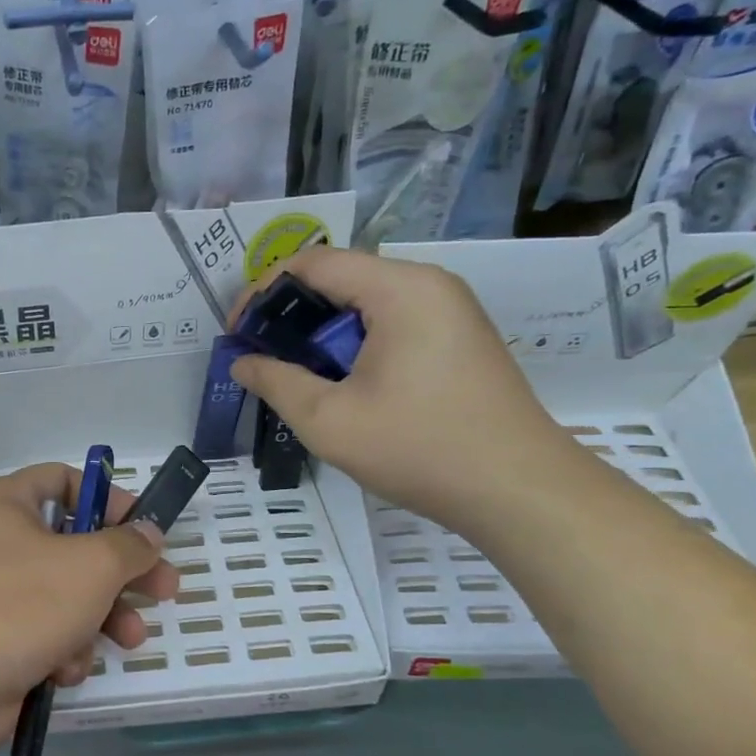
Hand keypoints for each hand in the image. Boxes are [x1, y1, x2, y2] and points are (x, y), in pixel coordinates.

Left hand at [0, 464, 180, 755]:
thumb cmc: (19, 604)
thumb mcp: (91, 565)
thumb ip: (129, 546)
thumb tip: (148, 534)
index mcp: (7, 505)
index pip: (62, 480)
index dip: (106, 498)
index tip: (143, 525)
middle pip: (74, 546)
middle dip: (122, 573)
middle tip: (164, 589)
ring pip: (67, 596)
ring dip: (103, 618)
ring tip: (131, 639)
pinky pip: (45, 635)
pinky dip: (63, 650)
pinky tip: (64, 669)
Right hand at [230, 246, 576, 532]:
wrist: (519, 492)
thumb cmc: (419, 448)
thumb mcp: (329, 421)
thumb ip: (276, 383)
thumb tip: (242, 362)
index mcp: (400, 289)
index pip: (313, 263)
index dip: (263, 292)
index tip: (237, 334)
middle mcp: (429, 285)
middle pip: (341, 279)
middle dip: (291, 315)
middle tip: (261, 358)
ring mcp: (450, 311)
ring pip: (366, 304)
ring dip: (322, 334)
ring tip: (296, 376)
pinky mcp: (459, 339)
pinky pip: (393, 324)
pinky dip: (355, 345)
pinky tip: (342, 384)